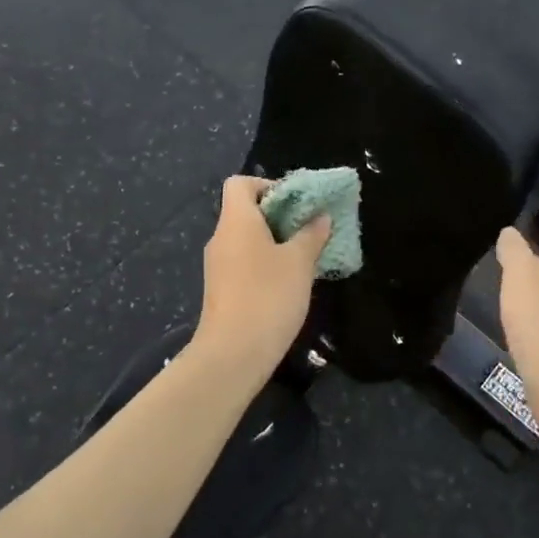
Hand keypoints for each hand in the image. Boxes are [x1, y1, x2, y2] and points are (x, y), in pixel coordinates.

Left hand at [195, 175, 331, 369]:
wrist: (233, 354)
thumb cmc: (268, 296)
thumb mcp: (299, 262)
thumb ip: (311, 235)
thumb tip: (320, 216)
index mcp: (236, 221)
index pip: (240, 183)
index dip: (268, 185)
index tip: (296, 203)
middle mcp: (221, 238)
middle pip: (245, 211)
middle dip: (279, 216)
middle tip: (310, 230)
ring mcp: (218, 266)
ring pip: (246, 240)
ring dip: (275, 242)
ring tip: (305, 257)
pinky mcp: (221, 290)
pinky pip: (244, 262)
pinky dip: (265, 263)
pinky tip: (289, 282)